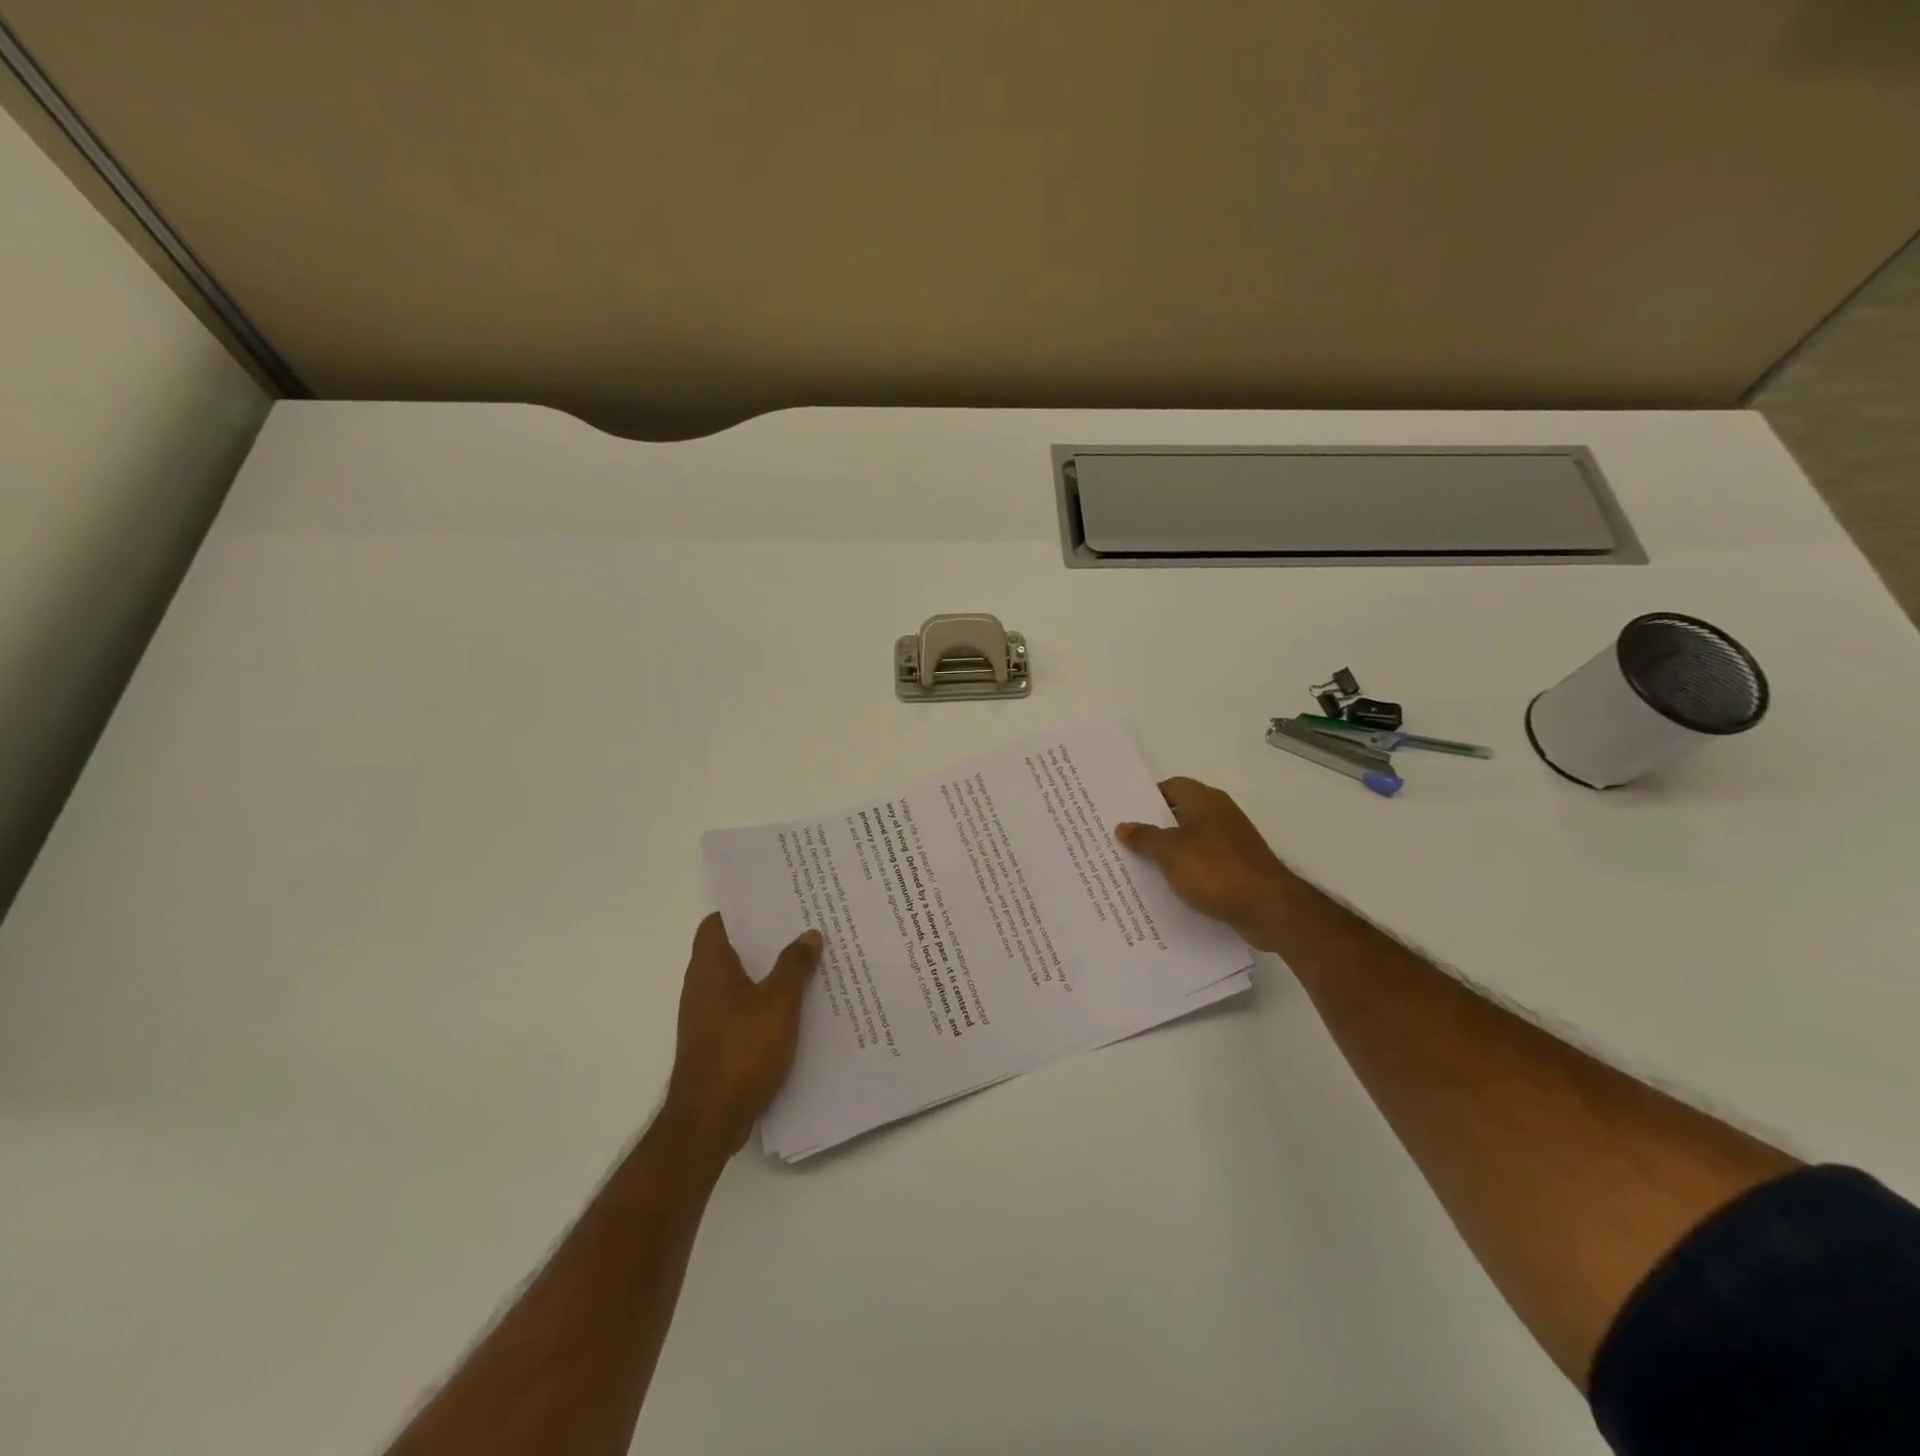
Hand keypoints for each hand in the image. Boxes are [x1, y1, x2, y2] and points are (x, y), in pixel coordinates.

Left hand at [664, 914, 822, 1157]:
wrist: (710, 1118)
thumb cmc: (742, 1049)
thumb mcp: (779, 1002)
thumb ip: (794, 965)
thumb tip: (809, 933)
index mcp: (710, 967)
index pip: (717, 923)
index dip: (742, 910)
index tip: (774, 902)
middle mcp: (701, 987)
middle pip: (731, 950)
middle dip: (764, 940)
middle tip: (801, 927)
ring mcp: (706, 1017)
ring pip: (739, 982)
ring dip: (767, 972)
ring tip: (805, 962)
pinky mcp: (715, 1042)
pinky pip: (742, 1009)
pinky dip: (764, 1003)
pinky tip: (794, 1007)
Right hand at [1116, 777, 1297, 949]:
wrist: (1268, 907)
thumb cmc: (1215, 869)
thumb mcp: (1170, 852)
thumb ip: (1144, 837)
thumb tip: (1123, 826)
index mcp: (1205, 800)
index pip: (1171, 787)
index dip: (1147, 797)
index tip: (1125, 813)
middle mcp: (1220, 815)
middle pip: (1180, 814)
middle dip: (1154, 827)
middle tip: (1124, 840)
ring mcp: (1232, 842)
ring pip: (1192, 841)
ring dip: (1170, 852)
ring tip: (1139, 866)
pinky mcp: (1238, 868)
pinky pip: (1204, 863)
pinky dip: (1187, 871)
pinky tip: (1169, 887)